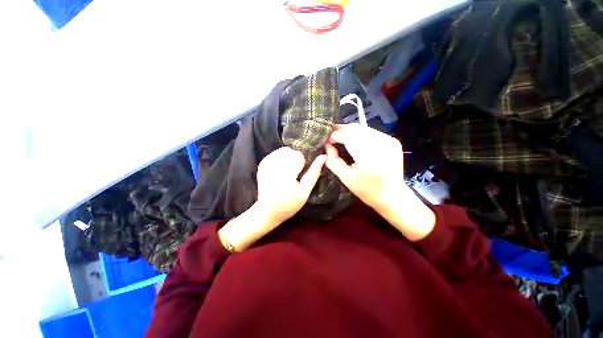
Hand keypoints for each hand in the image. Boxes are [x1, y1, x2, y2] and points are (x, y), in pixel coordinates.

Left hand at [256, 147, 325, 224]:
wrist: (267, 210)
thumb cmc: (288, 204)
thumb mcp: (304, 192)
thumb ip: (313, 173)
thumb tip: (323, 157)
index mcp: (286, 171)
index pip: (299, 155)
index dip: (304, 163)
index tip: (302, 173)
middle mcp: (274, 164)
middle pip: (291, 151)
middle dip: (296, 160)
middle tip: (295, 174)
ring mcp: (267, 162)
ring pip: (284, 150)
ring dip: (289, 158)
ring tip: (289, 172)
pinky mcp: (263, 163)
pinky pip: (276, 153)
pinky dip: (282, 159)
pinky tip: (282, 170)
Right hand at [325, 124, 434, 240]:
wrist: (393, 196)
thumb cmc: (367, 190)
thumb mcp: (345, 178)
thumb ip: (333, 161)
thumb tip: (327, 146)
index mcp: (368, 157)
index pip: (347, 136)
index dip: (334, 136)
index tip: (326, 142)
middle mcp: (380, 144)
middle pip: (355, 128)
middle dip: (340, 130)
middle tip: (330, 136)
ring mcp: (388, 141)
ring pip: (363, 128)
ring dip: (349, 131)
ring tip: (340, 137)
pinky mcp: (392, 141)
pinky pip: (371, 132)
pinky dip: (359, 134)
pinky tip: (354, 140)